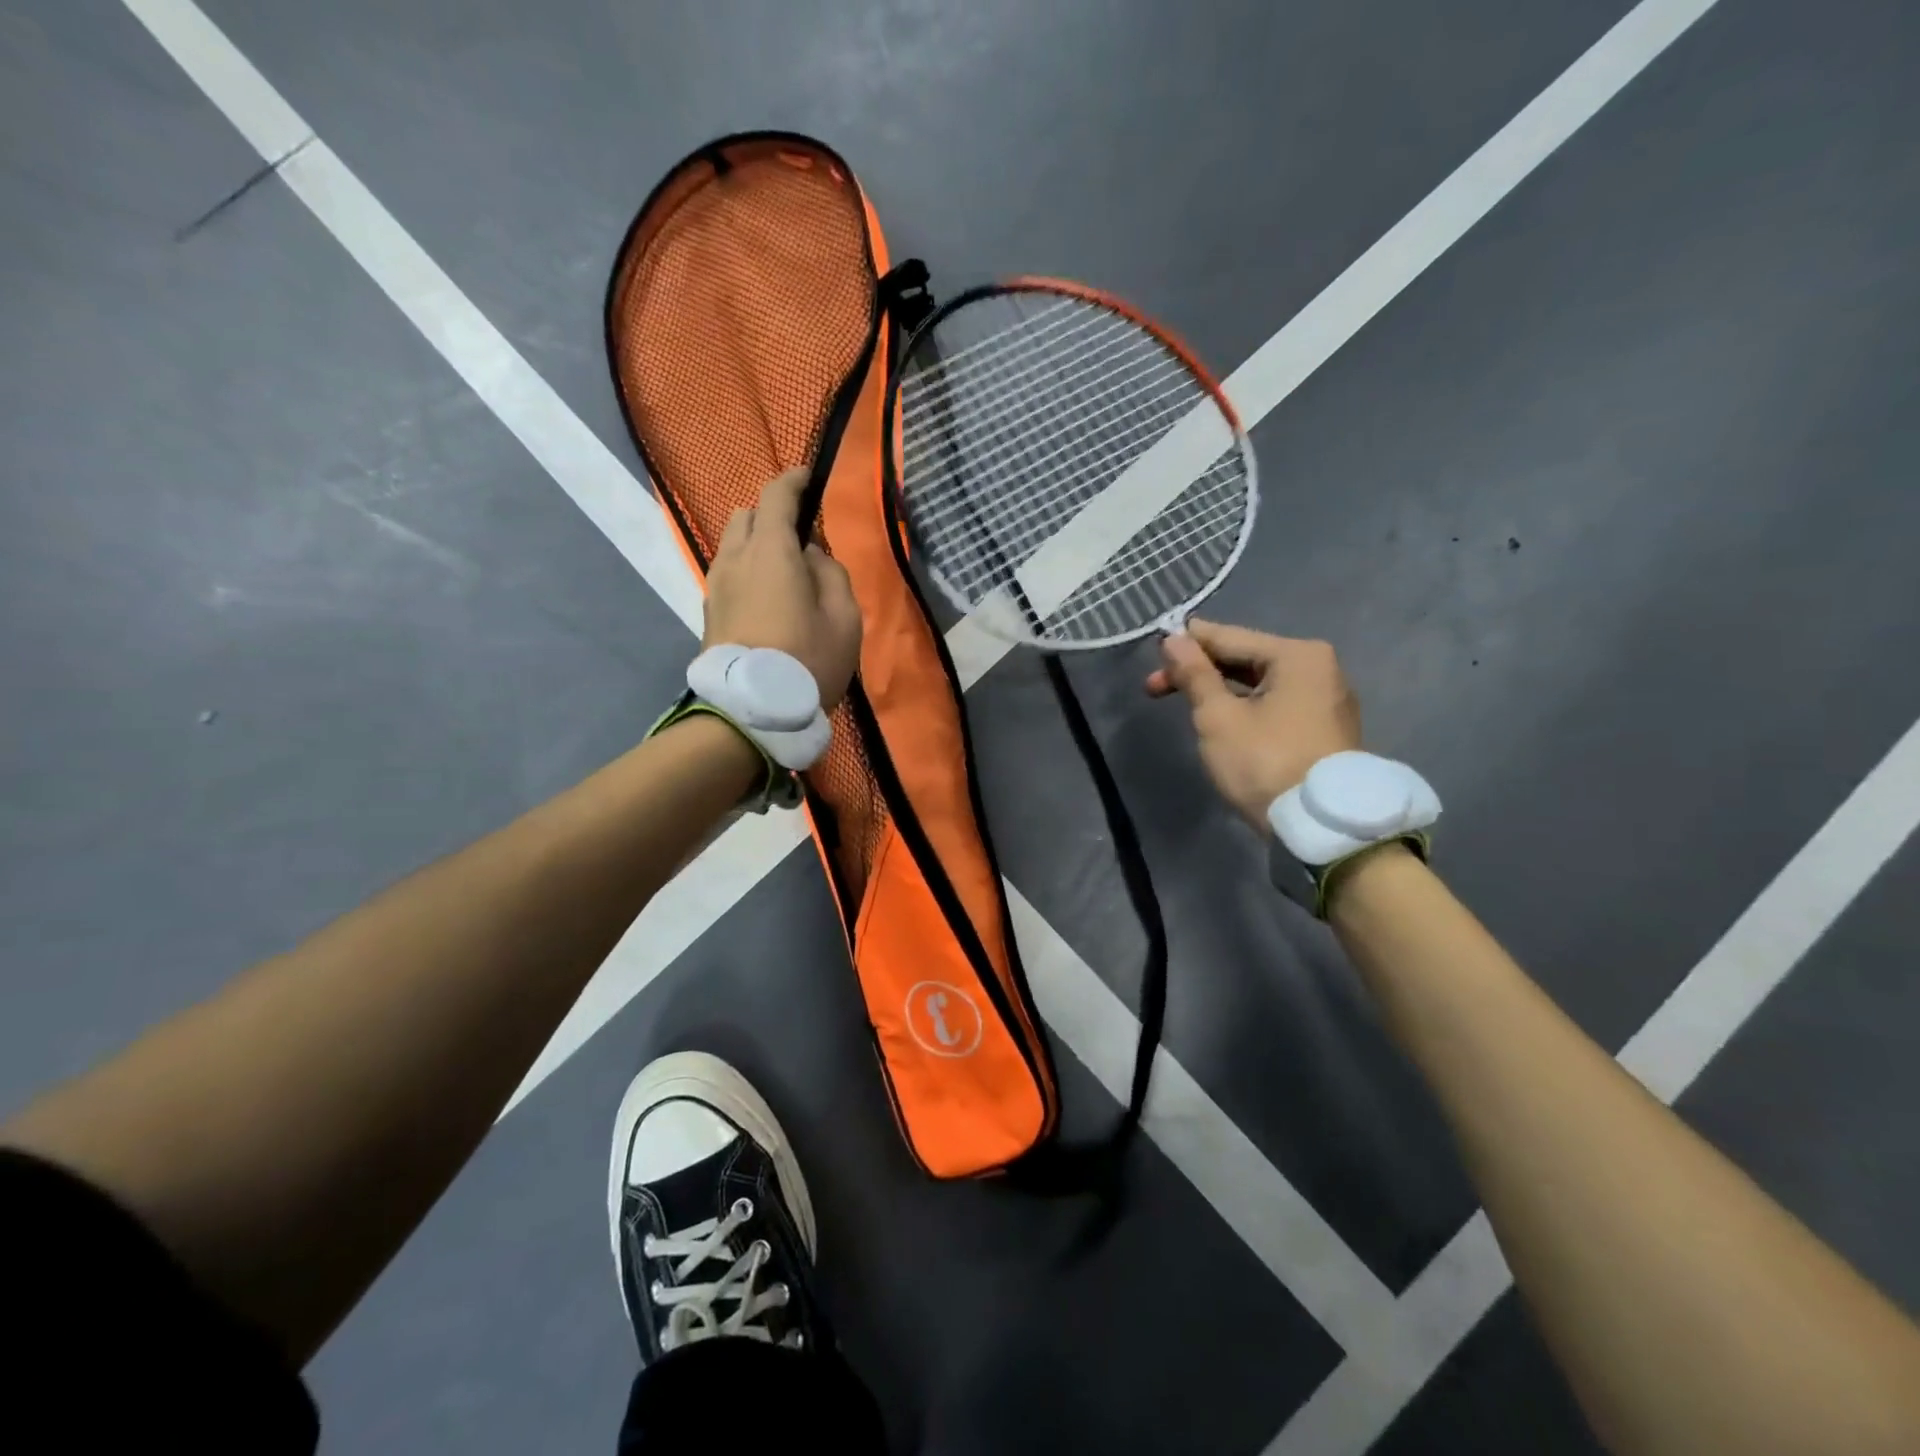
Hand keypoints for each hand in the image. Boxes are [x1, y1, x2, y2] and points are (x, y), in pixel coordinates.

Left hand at [702, 468, 863, 708]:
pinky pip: (727, 574)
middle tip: (799, 538)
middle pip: (746, 516)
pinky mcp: (708, 613)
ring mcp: (715, 586)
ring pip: (732, 546)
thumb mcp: (844, 617)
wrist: (752, 713)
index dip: (793, 481)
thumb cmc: (808, 660)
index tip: (808, 478)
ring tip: (783, 572)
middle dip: (771, 515)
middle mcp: (734, 558)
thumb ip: (831, 573)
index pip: (775, 496)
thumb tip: (810, 555)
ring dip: (755, 545)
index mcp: (769, 550)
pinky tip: (766, 598)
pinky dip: (746, 571)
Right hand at [1146, 619, 1360, 828]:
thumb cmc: (1265, 762)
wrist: (1321, 826)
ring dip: (1219, 690)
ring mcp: (1326, 699)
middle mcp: (1319, 667)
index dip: (1186, 644)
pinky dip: (1244, 706)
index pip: (1228, 637)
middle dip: (1199, 671)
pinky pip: (1275, 703)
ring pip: (1259, 683)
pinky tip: (1220, 717)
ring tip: (1184, 703)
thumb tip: (1174, 639)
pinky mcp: (1325, 728)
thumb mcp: (1218, 717)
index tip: (1152, 652)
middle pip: (1245, 658)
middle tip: (1154, 688)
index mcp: (1297, 655)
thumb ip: (1194, 674)